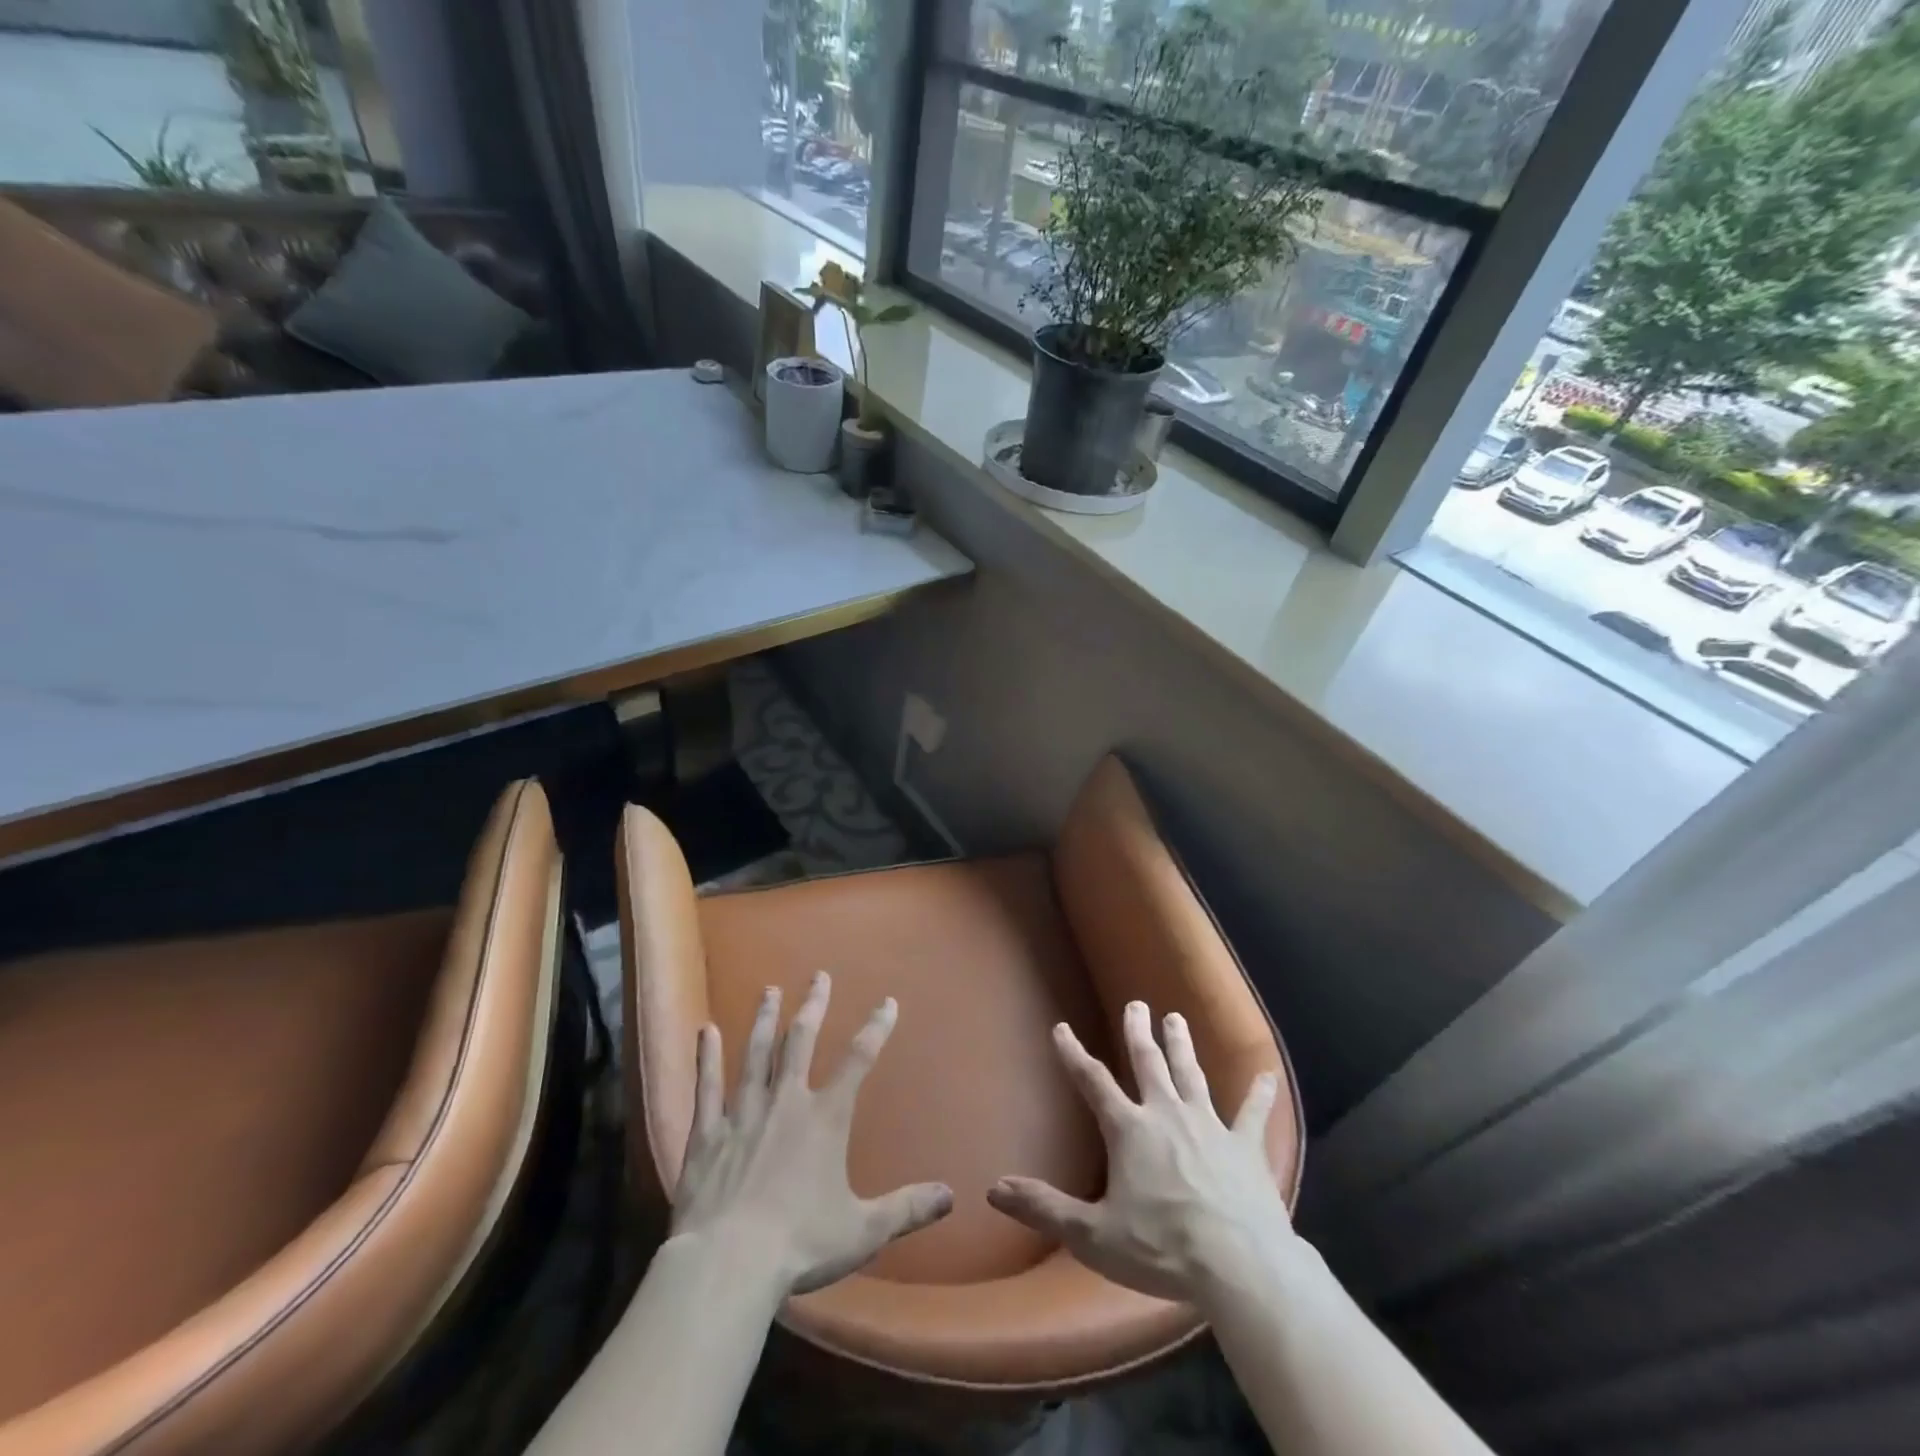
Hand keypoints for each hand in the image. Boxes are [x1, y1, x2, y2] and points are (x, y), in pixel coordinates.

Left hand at [670, 971, 953, 1294]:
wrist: (728, 1264)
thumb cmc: (800, 1244)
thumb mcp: (863, 1230)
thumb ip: (906, 1208)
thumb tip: (950, 1196)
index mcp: (825, 1118)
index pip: (858, 1060)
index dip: (876, 1028)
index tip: (888, 1002)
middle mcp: (786, 1102)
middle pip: (801, 1040)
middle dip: (813, 1005)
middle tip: (818, 976)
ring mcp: (743, 1113)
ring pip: (755, 1053)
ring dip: (765, 1019)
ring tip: (769, 991)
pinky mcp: (708, 1133)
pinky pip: (707, 1086)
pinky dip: (707, 1057)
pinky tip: (706, 1030)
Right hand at [987, 1000, 1292, 1304]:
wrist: (1239, 1265)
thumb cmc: (1161, 1248)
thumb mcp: (1093, 1235)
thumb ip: (1045, 1208)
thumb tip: (994, 1189)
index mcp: (1129, 1130)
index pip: (1093, 1082)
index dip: (1074, 1054)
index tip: (1062, 1028)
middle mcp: (1167, 1114)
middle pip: (1149, 1063)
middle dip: (1139, 1032)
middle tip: (1137, 1004)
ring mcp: (1209, 1125)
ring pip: (1192, 1074)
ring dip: (1182, 1045)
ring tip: (1176, 1018)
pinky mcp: (1245, 1146)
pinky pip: (1253, 1113)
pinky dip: (1260, 1093)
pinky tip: (1268, 1074)